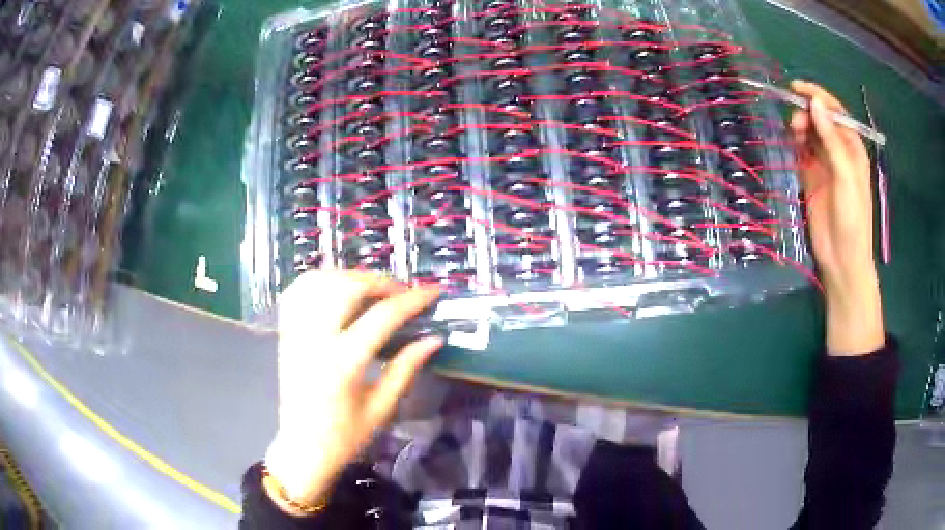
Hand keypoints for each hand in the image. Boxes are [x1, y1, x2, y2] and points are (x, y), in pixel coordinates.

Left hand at [264, 271, 442, 513]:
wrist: (302, 449)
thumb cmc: (345, 437)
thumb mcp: (382, 408)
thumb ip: (406, 368)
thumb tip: (434, 338)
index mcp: (343, 364)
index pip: (383, 317)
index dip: (413, 300)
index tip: (434, 292)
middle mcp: (315, 340)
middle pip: (348, 287)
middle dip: (380, 281)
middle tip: (401, 292)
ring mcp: (295, 333)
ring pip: (320, 281)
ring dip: (350, 276)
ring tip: (372, 289)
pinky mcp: (285, 334)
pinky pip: (298, 291)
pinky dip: (319, 280)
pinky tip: (336, 288)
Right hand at [789, 80, 883, 354]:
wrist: (842, 260)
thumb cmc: (852, 219)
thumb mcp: (846, 177)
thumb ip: (832, 140)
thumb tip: (815, 103)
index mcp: (853, 150)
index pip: (835, 113)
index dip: (818, 97)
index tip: (797, 88)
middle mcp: (839, 153)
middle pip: (821, 121)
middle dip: (807, 114)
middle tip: (796, 122)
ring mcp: (825, 165)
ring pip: (810, 134)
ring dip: (800, 128)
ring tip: (793, 133)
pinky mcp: (811, 178)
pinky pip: (802, 152)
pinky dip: (795, 144)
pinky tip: (791, 144)